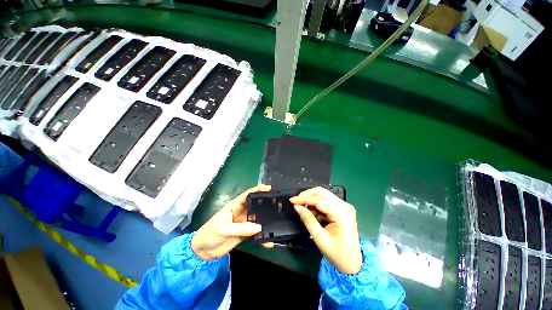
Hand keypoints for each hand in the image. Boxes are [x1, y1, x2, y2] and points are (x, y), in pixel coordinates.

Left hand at [191, 184, 270, 259]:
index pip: (248, 195)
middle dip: (265, 204)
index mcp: (235, 205)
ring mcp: (243, 224)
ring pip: (257, 220)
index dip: (258, 190)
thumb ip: (240, 228)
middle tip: (278, 204)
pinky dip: (262, 238)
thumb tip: (259, 227)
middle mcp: (241, 212)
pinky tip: (269, 241)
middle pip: (255, 206)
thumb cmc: (209, 233)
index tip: (270, 188)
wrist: (202, 252)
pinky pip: (255, 234)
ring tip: (277, 221)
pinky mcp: (244, 235)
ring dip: (265, 221)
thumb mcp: (222, 228)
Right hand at [290, 187, 362, 273]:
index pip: (319, 200)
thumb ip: (308, 220)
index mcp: (342, 214)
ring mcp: (344, 206)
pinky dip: (316, 204)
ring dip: (311, 200)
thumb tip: (297, 206)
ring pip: (323, 194)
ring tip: (304, 210)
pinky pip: (325, 200)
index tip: (292, 200)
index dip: (304, 199)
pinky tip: (313, 213)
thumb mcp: (320, 238)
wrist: (352, 262)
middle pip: (322, 193)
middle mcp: (344, 206)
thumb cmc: (337, 253)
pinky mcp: (342, 208)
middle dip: (307, 195)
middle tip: (296, 202)